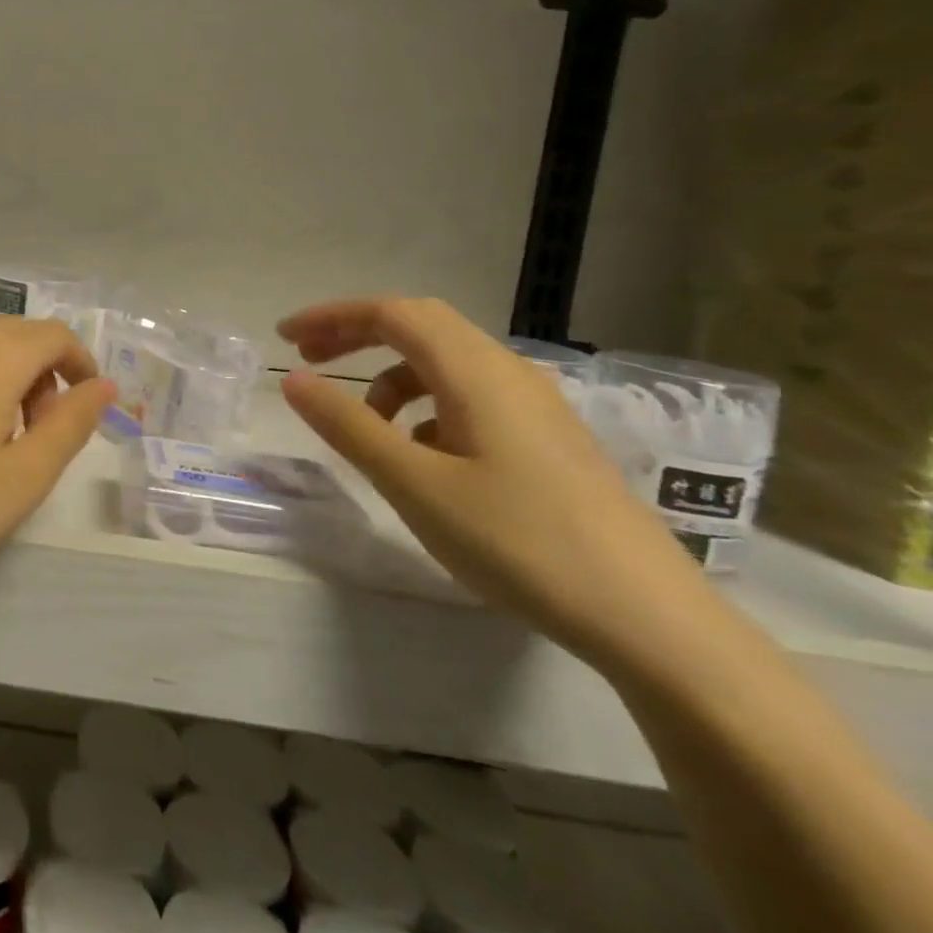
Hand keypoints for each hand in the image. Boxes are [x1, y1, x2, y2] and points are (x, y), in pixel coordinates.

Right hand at [278, 297, 713, 668]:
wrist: (648, 618)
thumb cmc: (518, 542)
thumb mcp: (414, 484)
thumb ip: (348, 426)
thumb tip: (292, 380)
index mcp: (475, 372)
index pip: (392, 313)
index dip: (332, 317)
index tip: (283, 337)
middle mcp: (508, 372)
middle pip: (420, 326)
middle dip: (357, 335)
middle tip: (309, 360)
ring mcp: (535, 406)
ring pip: (445, 363)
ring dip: (391, 376)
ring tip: (364, 425)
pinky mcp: (547, 439)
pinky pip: (470, 397)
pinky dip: (426, 406)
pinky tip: (421, 455)